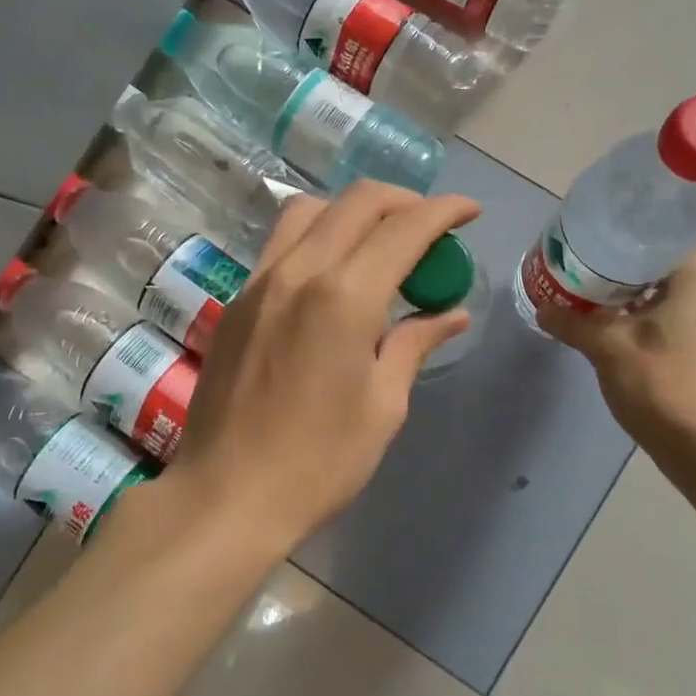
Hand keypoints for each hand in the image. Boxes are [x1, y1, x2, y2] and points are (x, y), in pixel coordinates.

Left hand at [166, 181, 480, 552]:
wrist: (226, 495)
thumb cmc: (318, 462)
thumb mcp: (383, 406)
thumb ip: (415, 344)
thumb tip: (451, 313)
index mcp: (344, 297)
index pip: (404, 228)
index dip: (444, 211)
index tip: (469, 211)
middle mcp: (299, 271)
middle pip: (357, 202)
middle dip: (404, 200)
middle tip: (430, 225)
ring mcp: (260, 281)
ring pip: (310, 209)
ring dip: (354, 210)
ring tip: (379, 240)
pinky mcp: (238, 299)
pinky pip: (282, 242)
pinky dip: (317, 234)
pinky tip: (332, 271)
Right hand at [539, 249, 695, 468]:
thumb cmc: (660, 383)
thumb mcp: (606, 347)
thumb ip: (572, 322)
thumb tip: (542, 309)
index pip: (668, 234)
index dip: (630, 232)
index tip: (597, 237)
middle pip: (665, 263)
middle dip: (625, 263)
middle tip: (586, 263)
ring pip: (669, 291)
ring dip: (633, 291)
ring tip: (592, 291)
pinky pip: (674, 315)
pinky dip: (645, 313)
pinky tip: (613, 324)